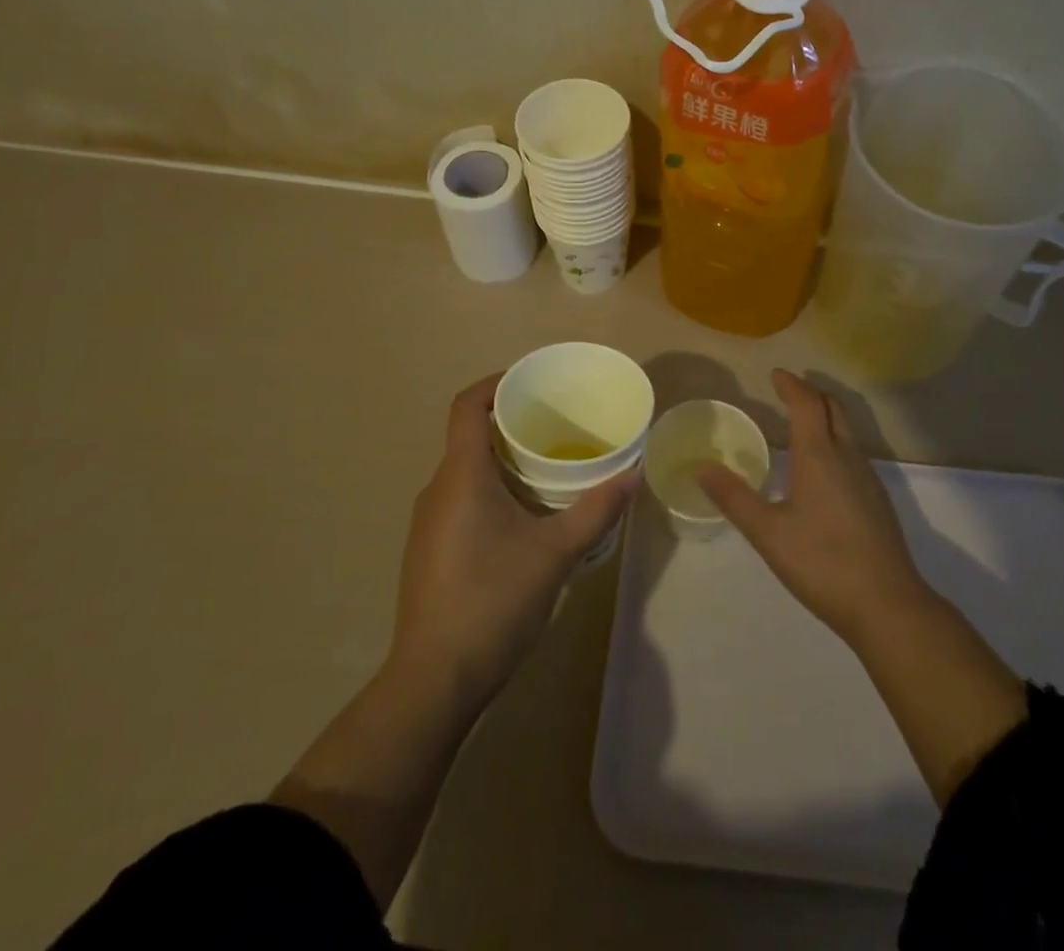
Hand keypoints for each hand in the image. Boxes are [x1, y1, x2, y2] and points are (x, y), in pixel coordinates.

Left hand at [389, 374, 635, 708]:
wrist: (434, 681)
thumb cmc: (493, 602)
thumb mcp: (555, 553)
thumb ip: (596, 510)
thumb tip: (634, 473)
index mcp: (461, 476)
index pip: (467, 405)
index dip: (496, 383)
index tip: (533, 381)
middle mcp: (438, 490)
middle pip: (470, 436)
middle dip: (512, 424)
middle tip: (558, 425)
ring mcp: (429, 522)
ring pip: (467, 471)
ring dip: (504, 461)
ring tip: (550, 468)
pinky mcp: (431, 550)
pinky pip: (462, 499)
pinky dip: (493, 490)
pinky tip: (526, 516)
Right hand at [697, 369, 930, 646]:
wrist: (887, 604)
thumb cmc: (822, 562)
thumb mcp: (768, 532)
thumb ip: (734, 497)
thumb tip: (700, 467)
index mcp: (819, 455)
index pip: (807, 403)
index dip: (791, 385)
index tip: (775, 374)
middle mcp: (847, 457)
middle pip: (833, 408)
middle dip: (811, 394)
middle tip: (788, 392)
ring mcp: (868, 478)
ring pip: (846, 430)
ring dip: (824, 418)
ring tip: (800, 425)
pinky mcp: (878, 500)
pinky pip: (853, 453)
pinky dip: (834, 442)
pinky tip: (821, 471)